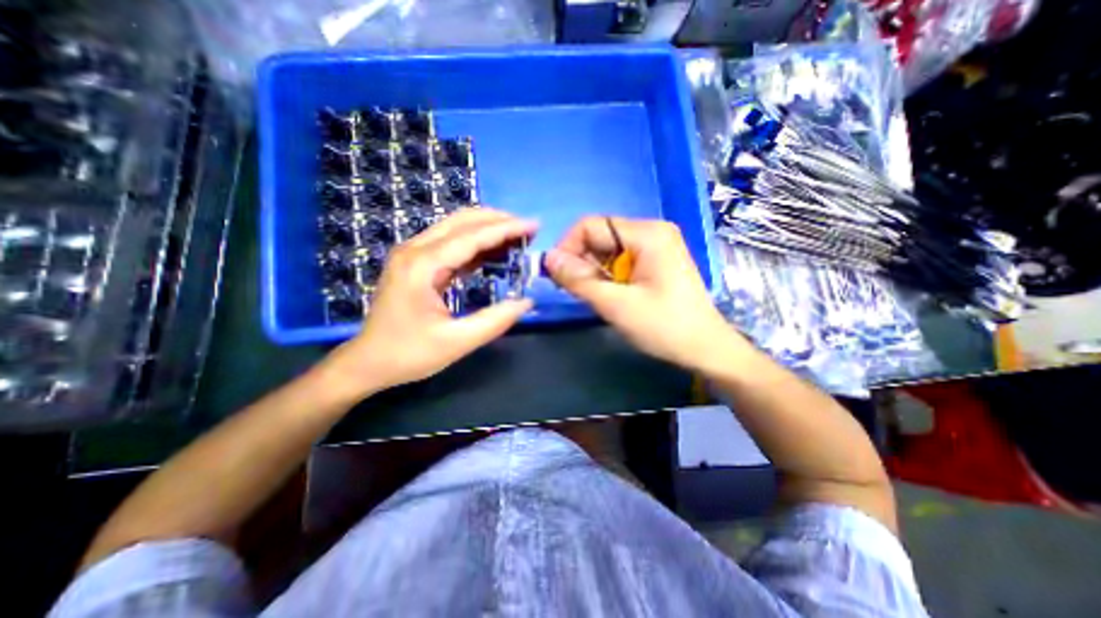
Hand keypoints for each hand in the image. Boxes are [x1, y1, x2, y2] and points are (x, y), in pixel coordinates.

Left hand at [322, 208, 535, 400]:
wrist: (367, 362)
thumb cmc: (408, 354)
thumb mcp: (457, 342)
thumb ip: (495, 321)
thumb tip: (526, 302)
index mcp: (422, 266)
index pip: (471, 236)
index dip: (506, 229)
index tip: (534, 226)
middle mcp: (415, 250)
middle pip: (462, 221)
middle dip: (499, 220)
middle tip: (529, 229)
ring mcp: (413, 254)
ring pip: (456, 227)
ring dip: (488, 228)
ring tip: (517, 237)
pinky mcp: (416, 262)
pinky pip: (451, 243)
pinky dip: (476, 243)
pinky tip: (494, 251)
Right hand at [543, 216, 747, 371]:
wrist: (705, 349)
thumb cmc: (664, 327)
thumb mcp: (616, 305)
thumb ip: (578, 280)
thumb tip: (547, 259)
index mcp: (647, 233)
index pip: (591, 225)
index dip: (568, 247)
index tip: (557, 275)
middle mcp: (652, 231)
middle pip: (600, 236)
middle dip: (581, 261)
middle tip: (575, 291)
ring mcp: (656, 246)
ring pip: (608, 249)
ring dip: (593, 271)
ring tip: (595, 297)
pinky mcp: (656, 261)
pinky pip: (621, 260)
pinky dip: (607, 276)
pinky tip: (610, 295)